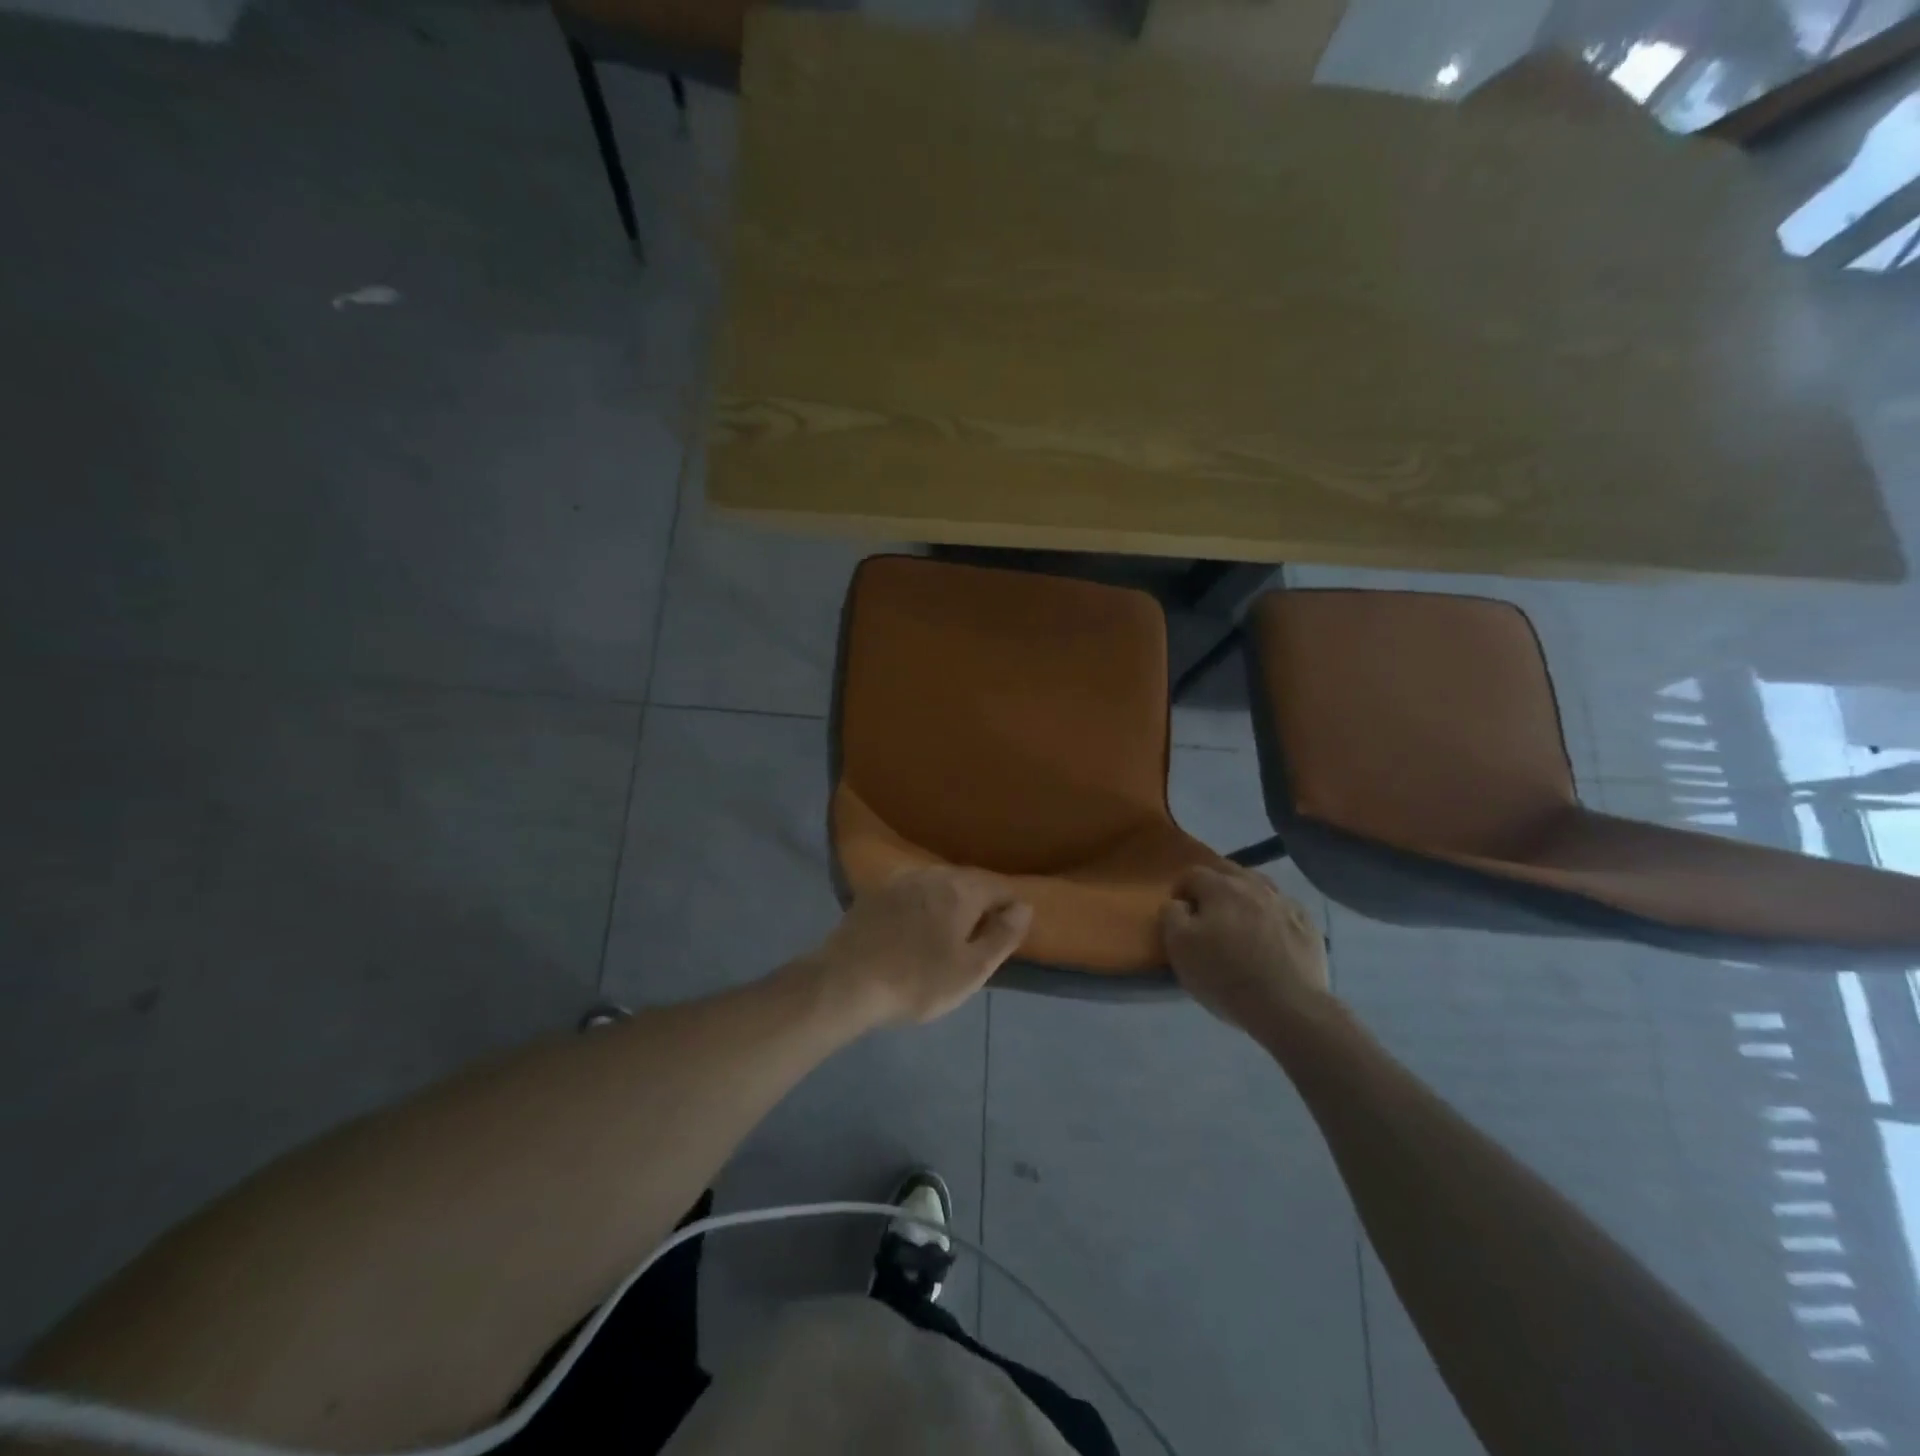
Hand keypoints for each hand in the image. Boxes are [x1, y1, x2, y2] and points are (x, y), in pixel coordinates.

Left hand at [811, 868, 1032, 1027]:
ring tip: (953, 932)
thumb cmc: (917, 980)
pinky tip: (918, 927)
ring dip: (952, 902)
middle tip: (984, 936)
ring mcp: (900, 881)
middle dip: (982, 902)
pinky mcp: (875, 893)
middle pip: (969, 881)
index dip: (1011, 907)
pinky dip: (925, 905)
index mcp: (961, 889)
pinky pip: (913, 892)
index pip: (1000, 887)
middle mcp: (933, 875)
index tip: (1011, 933)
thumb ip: (1003, 936)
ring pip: (939, 884)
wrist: (845, 982)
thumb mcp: (971, 969)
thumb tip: (1025, 907)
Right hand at [1160, 865, 1328, 1031]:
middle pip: (1228, 873)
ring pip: (1259, 887)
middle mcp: (1254, 885)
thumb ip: (1171, 915)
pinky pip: (1283, 909)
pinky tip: (1270, 937)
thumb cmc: (1225, 975)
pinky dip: (1271, 916)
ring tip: (1239, 923)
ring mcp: (1286, 903)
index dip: (1180, 891)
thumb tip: (1178, 904)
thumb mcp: (1179, 947)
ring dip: (1245, 898)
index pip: (1192, 874)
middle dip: (1213, 887)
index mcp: (1220, 887)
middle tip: (1207, 914)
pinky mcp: (1309, 926)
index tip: (1179, 914)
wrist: (1288, 1007)